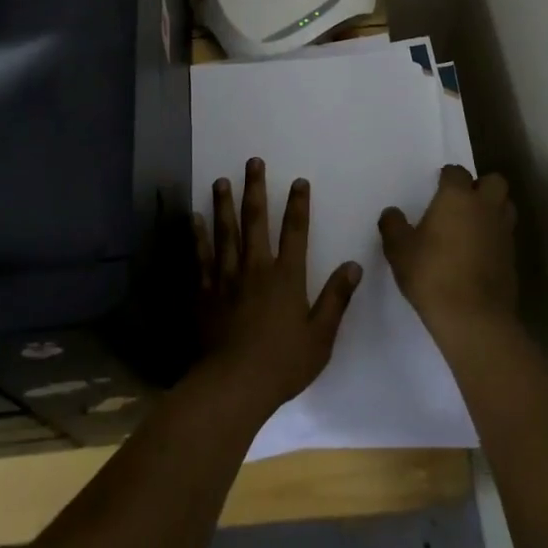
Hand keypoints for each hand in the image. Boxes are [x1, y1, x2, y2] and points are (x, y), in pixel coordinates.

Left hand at [193, 158, 360, 418]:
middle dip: (256, 188)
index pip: (295, 231)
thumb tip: (353, 265)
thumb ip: (336, 298)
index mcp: (286, 276)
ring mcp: (227, 278)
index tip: (298, 181)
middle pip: (256, 220)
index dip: (298, 204)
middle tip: (253, 161)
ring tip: (221, 180)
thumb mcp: (321, 336)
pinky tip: (194, 218)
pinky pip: (201, 257)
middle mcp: (256, 267)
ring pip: (225, 231)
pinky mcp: (205, 292)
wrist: (234, 385)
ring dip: (224, 204)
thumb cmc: (282, 364)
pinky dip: (198, 236)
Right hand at [379, 165, 516, 337]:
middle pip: (494, 181)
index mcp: (457, 197)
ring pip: (506, 206)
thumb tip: (392, 213)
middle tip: (462, 202)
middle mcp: (485, 208)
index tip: (437, 186)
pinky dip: (495, 237)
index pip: (457, 172)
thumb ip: (393, 226)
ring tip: (473, 224)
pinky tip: (479, 252)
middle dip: (481, 186)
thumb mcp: (399, 250)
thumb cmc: (432, 275)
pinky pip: (506, 235)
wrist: (474, 319)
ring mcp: (503, 233)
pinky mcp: (512, 258)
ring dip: (493, 209)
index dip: (447, 177)